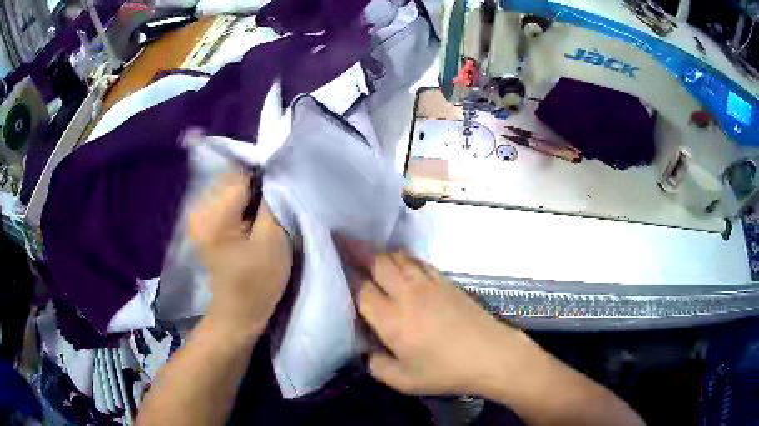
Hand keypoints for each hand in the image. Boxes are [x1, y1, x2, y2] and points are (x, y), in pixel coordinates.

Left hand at [188, 172, 291, 334]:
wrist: (237, 313)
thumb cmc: (258, 283)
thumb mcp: (273, 241)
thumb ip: (272, 202)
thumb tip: (272, 175)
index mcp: (214, 216)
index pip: (242, 175)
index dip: (265, 180)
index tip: (280, 196)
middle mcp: (198, 209)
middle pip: (233, 178)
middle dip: (255, 188)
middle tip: (272, 210)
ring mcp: (197, 215)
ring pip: (229, 187)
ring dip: (248, 197)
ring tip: (261, 218)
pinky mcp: (201, 222)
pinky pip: (224, 199)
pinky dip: (239, 205)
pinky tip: (248, 222)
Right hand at [343, 245, 532, 396]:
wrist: (490, 355)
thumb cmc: (446, 372)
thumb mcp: (404, 381)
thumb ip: (376, 366)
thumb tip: (367, 351)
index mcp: (392, 319)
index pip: (360, 288)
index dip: (343, 274)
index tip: (330, 260)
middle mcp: (407, 294)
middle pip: (376, 262)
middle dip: (355, 247)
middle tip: (339, 237)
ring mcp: (429, 284)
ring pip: (397, 257)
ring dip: (378, 250)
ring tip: (365, 247)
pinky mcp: (446, 281)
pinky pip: (418, 261)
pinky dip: (403, 256)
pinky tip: (399, 260)